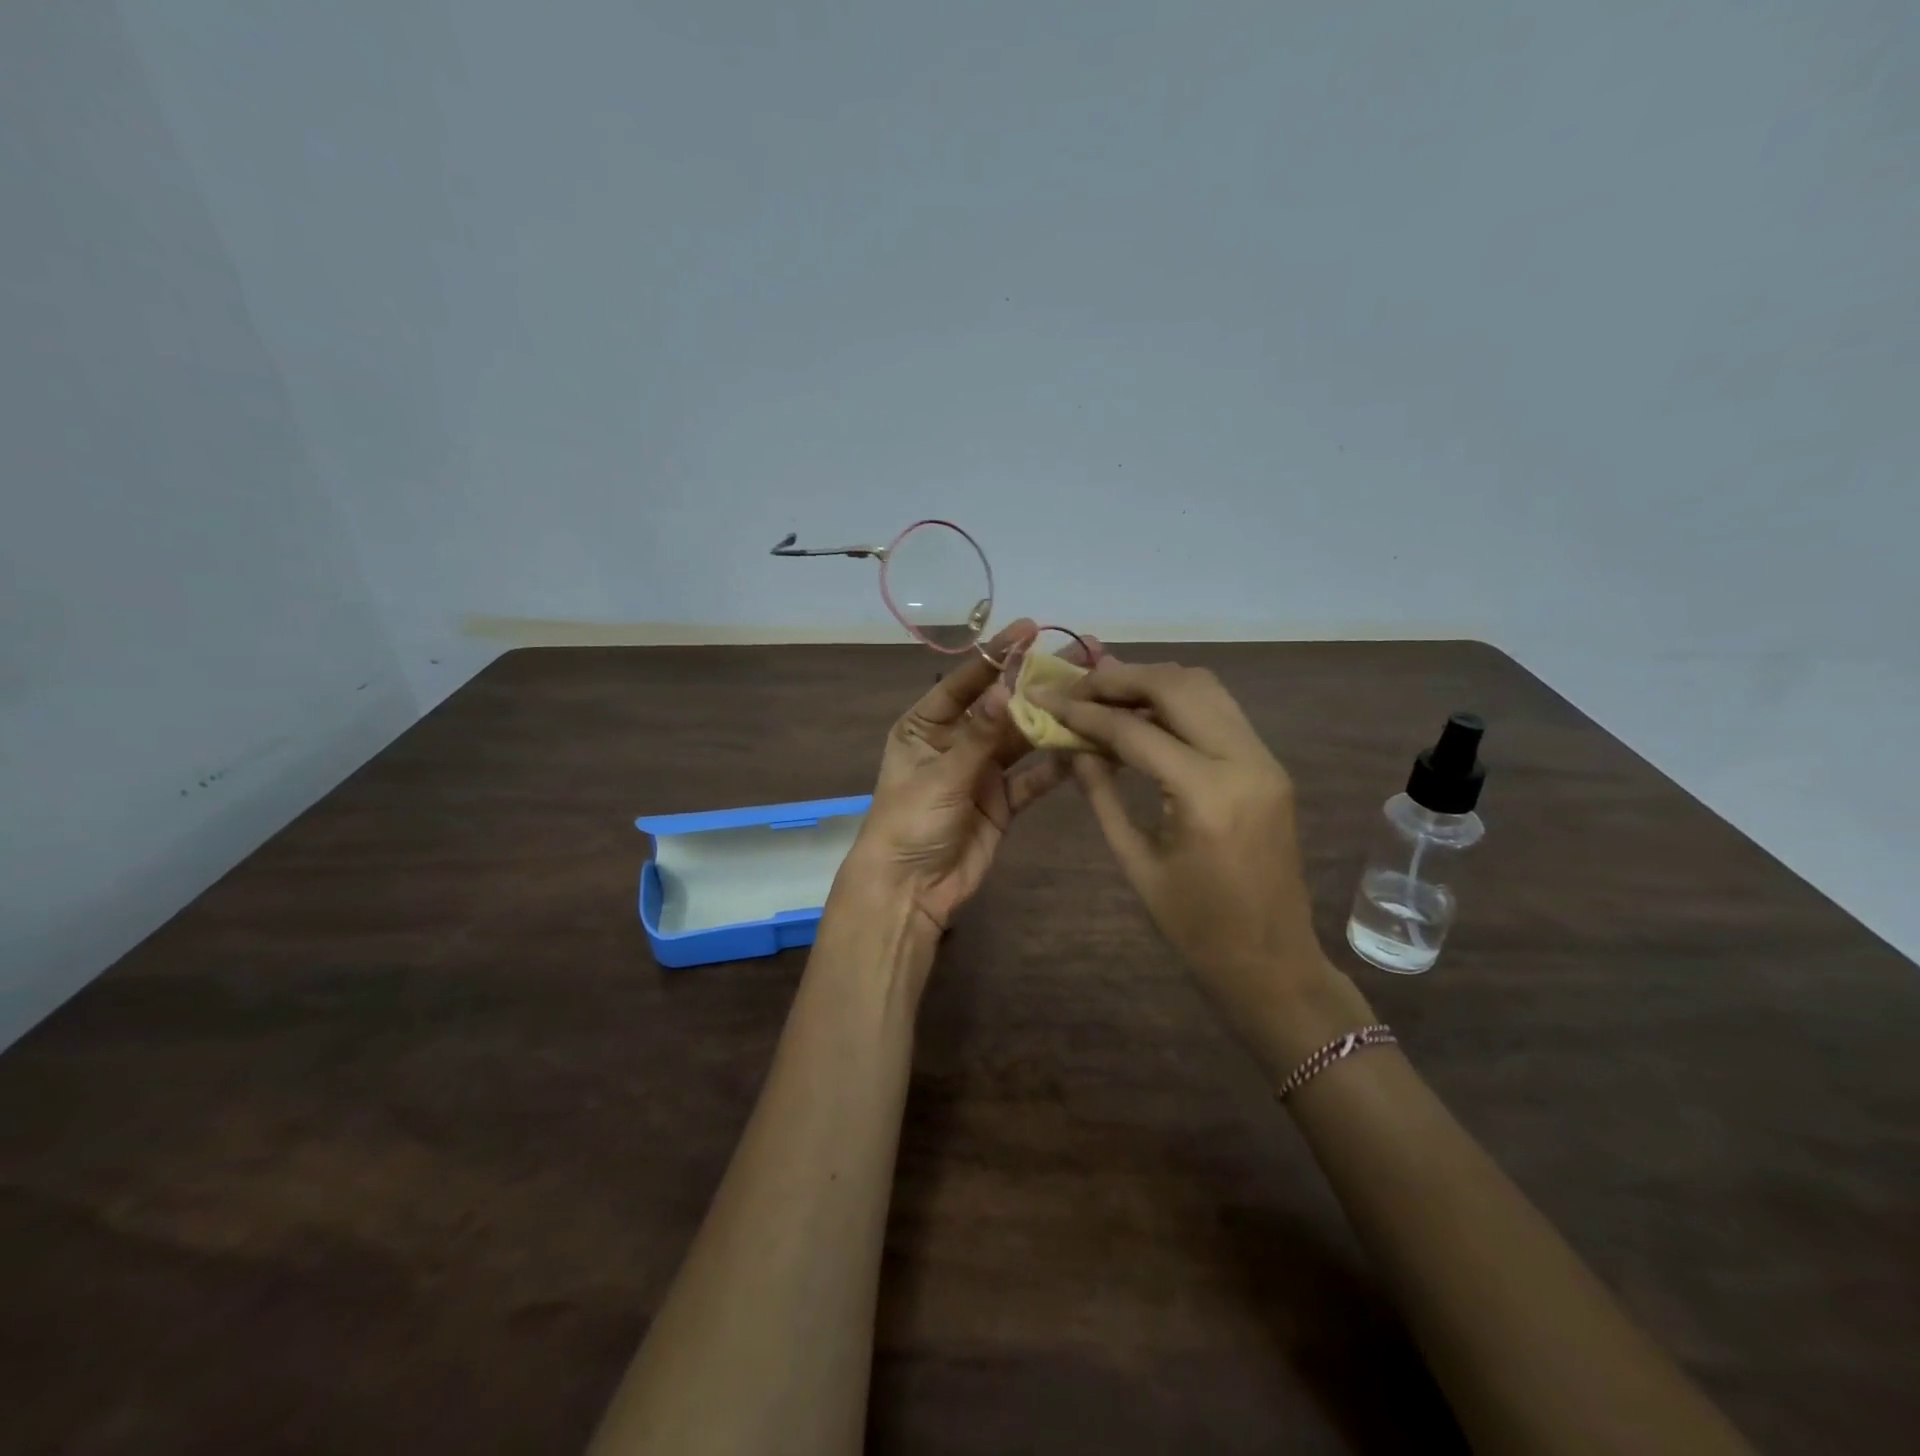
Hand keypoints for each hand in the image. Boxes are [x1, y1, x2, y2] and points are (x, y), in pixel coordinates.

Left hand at [840, 620, 1090, 936]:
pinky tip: (1089, 746)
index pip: (964, 681)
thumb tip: (1008, 689)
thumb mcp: (941, 776)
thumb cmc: (909, 823)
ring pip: (1023, 738)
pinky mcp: (1003, 801)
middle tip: (1081, 655)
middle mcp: (956, 741)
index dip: (996, 655)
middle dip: (1037, 683)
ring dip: (1054, 720)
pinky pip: (1033, 776)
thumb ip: (979, 736)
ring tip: (1094, 694)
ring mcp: (982, 771)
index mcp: (926, 726)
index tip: (1030, 629)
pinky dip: (1057, 763)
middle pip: (1002, 706)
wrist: (909, 891)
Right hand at [1033, 660, 1373, 1075]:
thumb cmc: (1195, 927)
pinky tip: (1144, 714)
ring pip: (1205, 687)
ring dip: (1152, 681)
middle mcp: (1244, 761)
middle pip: (1176, 687)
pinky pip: (1221, 710)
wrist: (1272, 960)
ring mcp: (1265, 759)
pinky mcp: (1270, 764)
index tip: (1047, 699)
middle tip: (1076, 686)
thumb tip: (1072, 745)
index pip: (1135, 731)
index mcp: (1206, 795)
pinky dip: (1178, 700)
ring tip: (1106, 692)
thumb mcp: (1135, 862)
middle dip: (1120, 678)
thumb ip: (1101, 794)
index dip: (1085, 712)